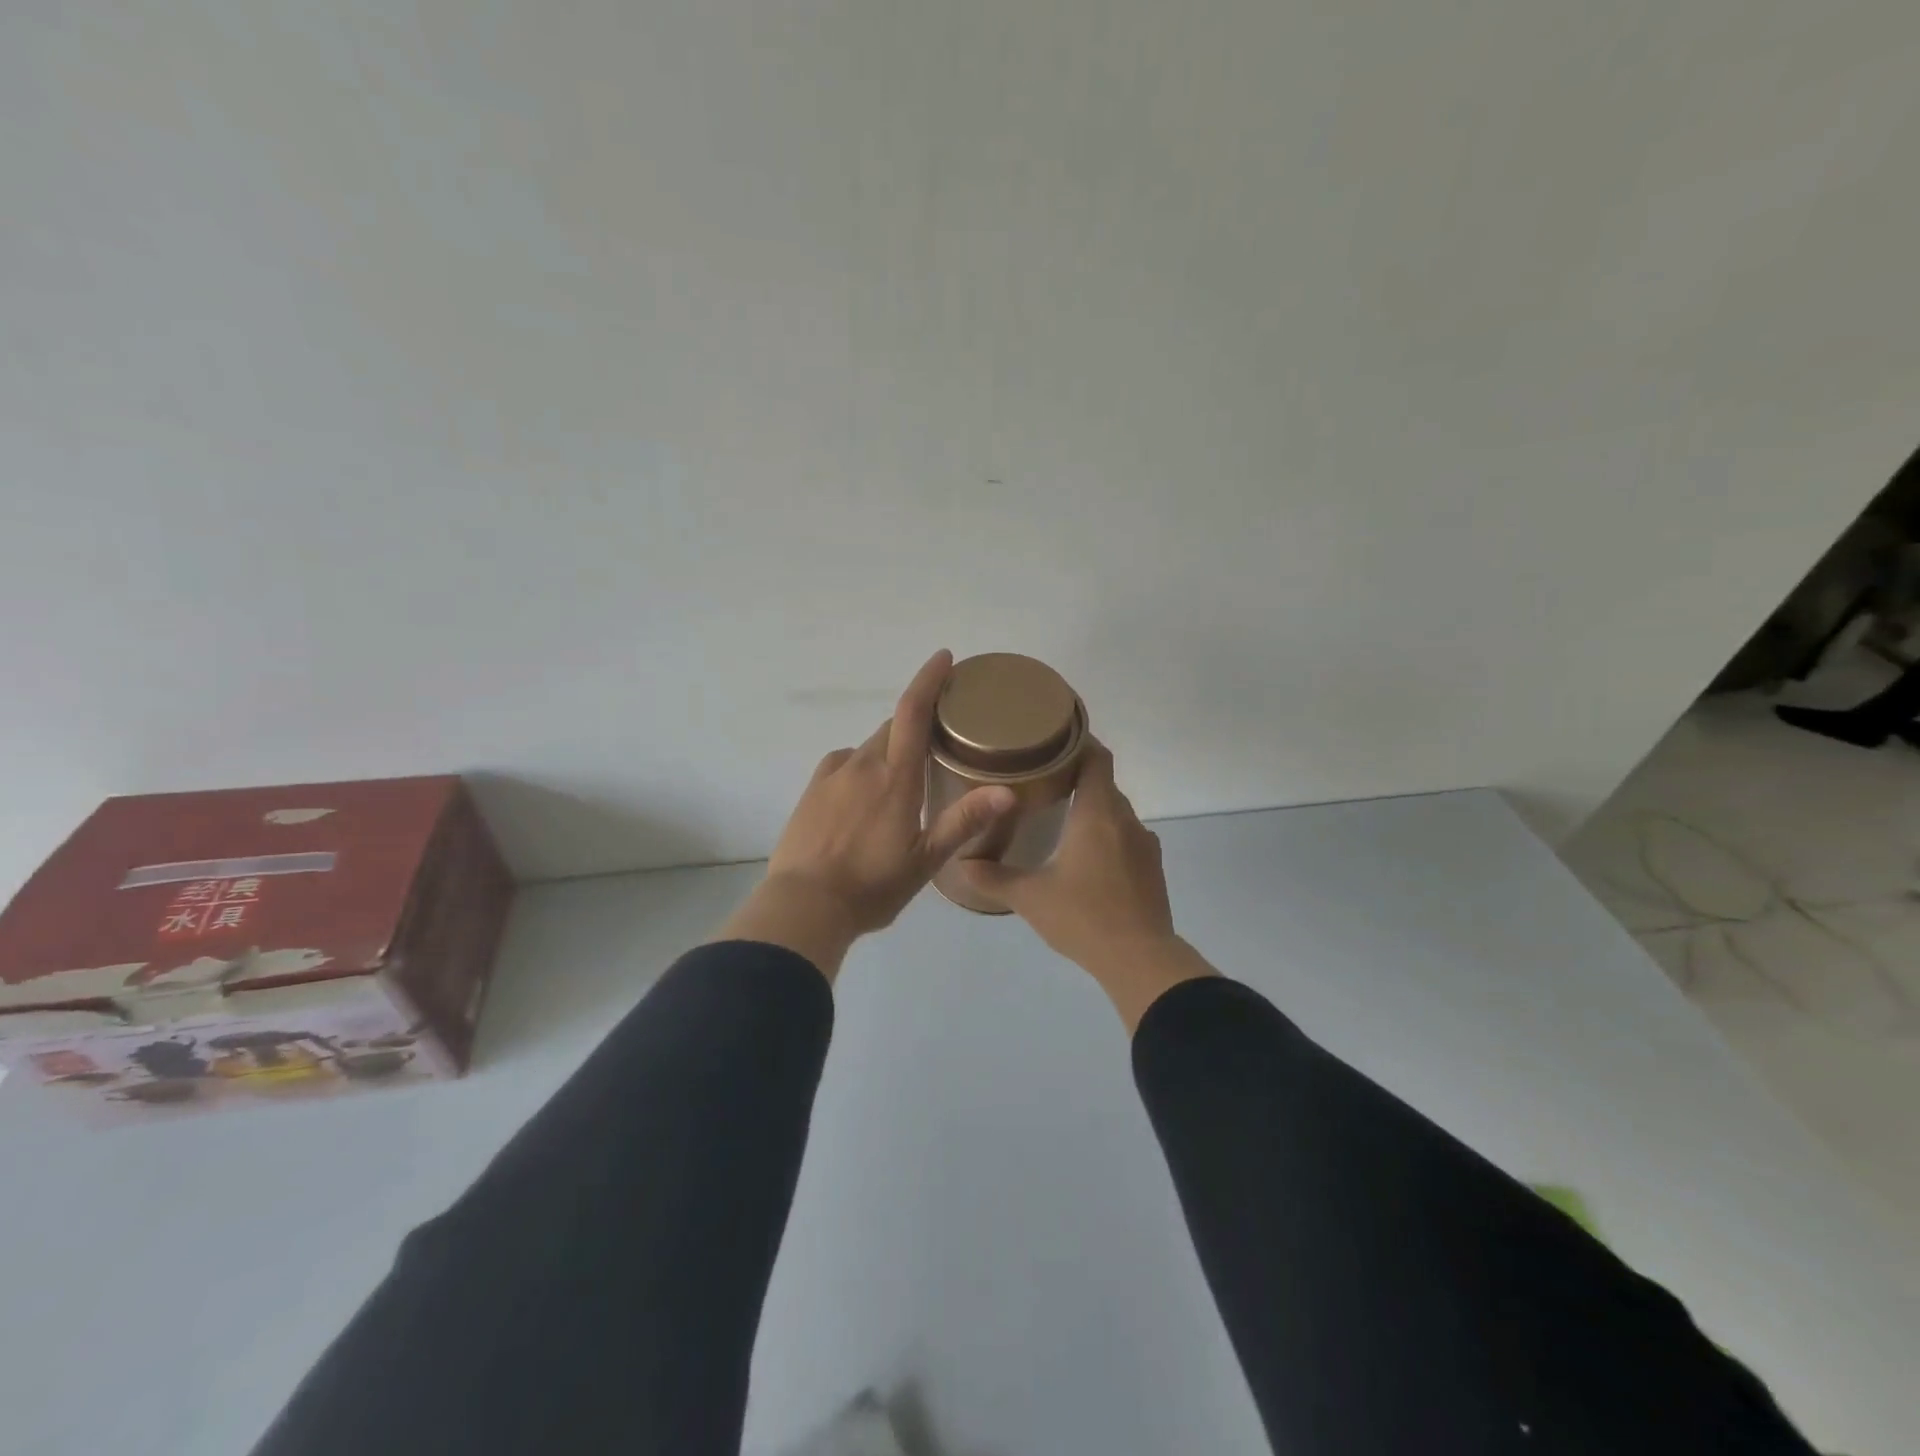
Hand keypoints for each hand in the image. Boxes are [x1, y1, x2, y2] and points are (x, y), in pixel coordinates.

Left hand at [716, 650, 1017, 978]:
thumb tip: (1008, 791)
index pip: (913, 712)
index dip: (929, 680)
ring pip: (867, 748)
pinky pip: (842, 764)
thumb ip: (964, 821)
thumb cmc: (872, 885)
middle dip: (915, 726)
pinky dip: (859, 768)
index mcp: (895, 777)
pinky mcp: (811, 791)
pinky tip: (862, 794)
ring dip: (887, 751)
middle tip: (935, 745)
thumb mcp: (925, 860)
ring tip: (900, 782)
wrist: (804, 906)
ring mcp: (832, 776)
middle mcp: (862, 765)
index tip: (943, 657)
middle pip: (892, 728)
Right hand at [958, 740, 1215, 1028]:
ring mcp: (1144, 844)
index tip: (1053, 738)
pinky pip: (1126, 837)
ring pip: (1115, 812)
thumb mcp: (1030, 897)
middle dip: (1076, 776)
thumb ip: (994, 876)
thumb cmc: (1083, 917)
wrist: (1140, 960)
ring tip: (1059, 817)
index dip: (1079, 742)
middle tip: (1041, 779)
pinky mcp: (1152, 868)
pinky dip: (1105, 835)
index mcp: (1097, 812)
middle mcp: (1125, 819)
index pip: (1097, 757)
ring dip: (1091, 808)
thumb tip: (962, 861)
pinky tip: (1085, 858)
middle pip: (1103, 782)